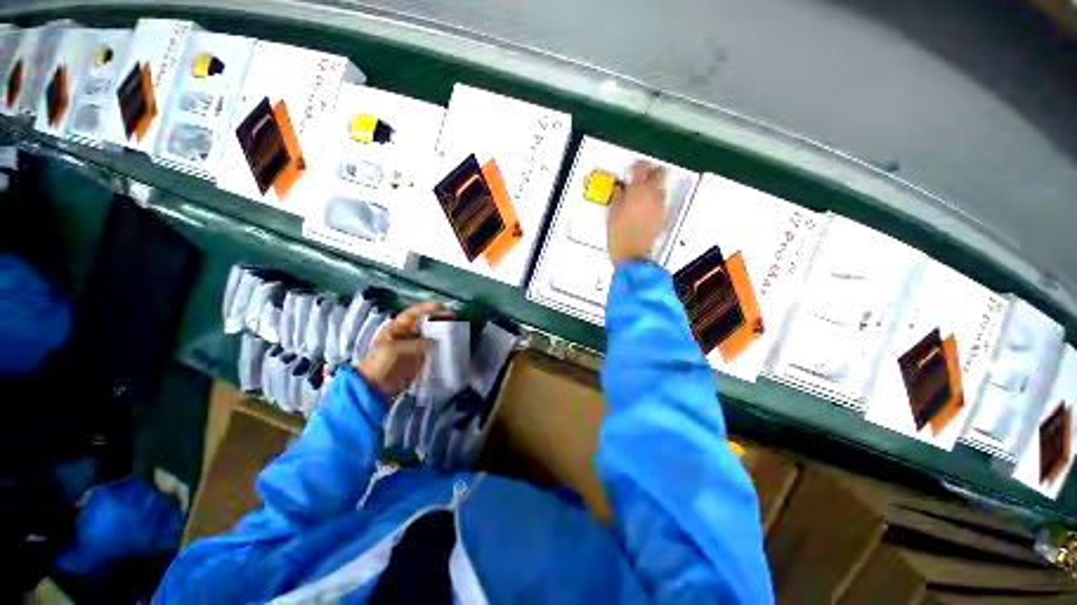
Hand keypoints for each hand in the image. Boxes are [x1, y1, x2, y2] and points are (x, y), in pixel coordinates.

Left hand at [357, 301, 452, 399]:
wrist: (376, 387)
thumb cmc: (380, 364)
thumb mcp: (394, 350)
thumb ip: (414, 344)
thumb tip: (433, 342)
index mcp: (397, 328)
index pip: (414, 312)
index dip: (428, 308)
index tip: (443, 307)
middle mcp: (407, 334)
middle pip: (426, 322)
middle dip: (439, 319)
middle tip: (453, 319)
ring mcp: (414, 346)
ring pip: (432, 334)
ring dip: (443, 332)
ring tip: (455, 331)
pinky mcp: (420, 357)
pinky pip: (434, 348)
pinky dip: (442, 346)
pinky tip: (450, 346)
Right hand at [607, 162, 667, 265]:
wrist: (632, 256)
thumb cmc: (619, 237)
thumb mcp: (612, 214)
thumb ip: (618, 197)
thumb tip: (622, 188)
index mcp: (638, 192)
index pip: (641, 168)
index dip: (635, 166)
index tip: (630, 170)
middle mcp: (652, 196)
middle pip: (658, 174)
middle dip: (649, 172)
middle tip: (639, 177)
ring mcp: (659, 206)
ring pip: (661, 186)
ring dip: (652, 185)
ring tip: (640, 192)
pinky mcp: (662, 216)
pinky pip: (661, 200)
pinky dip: (654, 198)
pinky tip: (644, 206)